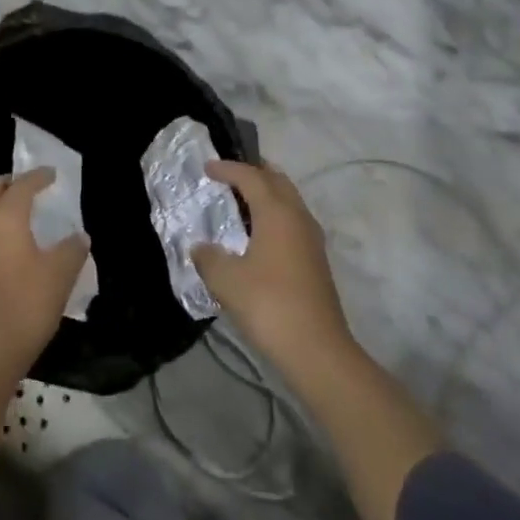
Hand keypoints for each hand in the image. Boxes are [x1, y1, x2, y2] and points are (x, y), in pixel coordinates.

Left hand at [0, 168, 89, 378]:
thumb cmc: (25, 304)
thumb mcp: (59, 275)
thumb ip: (72, 249)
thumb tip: (79, 236)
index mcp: (6, 218)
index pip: (21, 185)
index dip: (38, 176)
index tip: (52, 174)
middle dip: (12, 182)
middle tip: (34, 186)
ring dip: (5, 206)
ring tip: (30, 215)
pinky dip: (1, 227)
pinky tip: (20, 246)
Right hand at [194, 160, 352, 376]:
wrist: (318, 351)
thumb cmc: (269, 305)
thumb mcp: (226, 280)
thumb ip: (209, 257)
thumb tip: (201, 247)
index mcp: (277, 212)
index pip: (251, 176)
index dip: (228, 168)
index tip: (208, 167)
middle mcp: (298, 217)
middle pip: (277, 181)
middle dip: (254, 173)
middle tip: (229, 174)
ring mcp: (311, 239)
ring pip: (288, 201)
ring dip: (266, 194)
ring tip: (241, 202)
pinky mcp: (316, 261)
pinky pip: (293, 221)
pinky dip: (274, 215)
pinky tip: (258, 235)